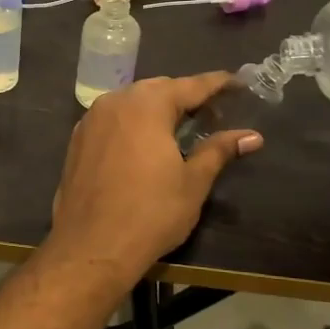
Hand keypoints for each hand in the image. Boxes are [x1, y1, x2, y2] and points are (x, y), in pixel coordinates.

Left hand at [46, 73, 263, 278]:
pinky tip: (144, 143)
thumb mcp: (193, 182)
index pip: (190, 85)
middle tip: (212, 113)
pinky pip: (112, 120)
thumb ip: (219, 151)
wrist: (91, 246)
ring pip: (131, 102)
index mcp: (147, 104)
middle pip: (158, 89)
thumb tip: (252, 136)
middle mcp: (116, 101)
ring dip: (157, 109)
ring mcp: (91, 120)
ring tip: (180, 127)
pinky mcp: (77, 140)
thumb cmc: (150, 213)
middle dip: (185, 96)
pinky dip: (132, 123)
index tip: (238, 82)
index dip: (217, 84)